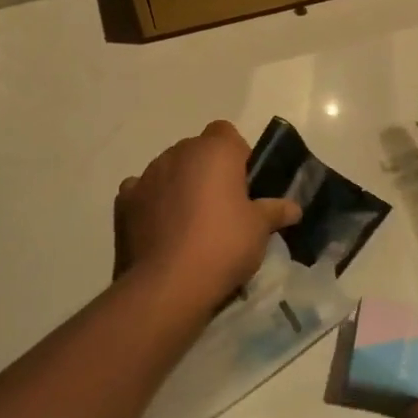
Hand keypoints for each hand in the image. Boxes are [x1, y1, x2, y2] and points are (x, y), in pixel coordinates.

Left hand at [114, 121, 300, 310]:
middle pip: (197, 152)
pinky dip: (152, 204)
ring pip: (169, 171)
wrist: (168, 284)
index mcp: (214, 150)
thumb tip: (293, 208)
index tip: (244, 185)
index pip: (226, 133)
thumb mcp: (259, 230)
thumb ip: (275, 211)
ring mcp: (147, 175)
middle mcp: (178, 153)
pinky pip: (142, 193)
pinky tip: (161, 230)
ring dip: (180, 186)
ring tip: (190, 224)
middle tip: (222, 207)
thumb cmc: (223, 245)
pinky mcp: (124, 202)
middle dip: (208, 172)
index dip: (236, 155)